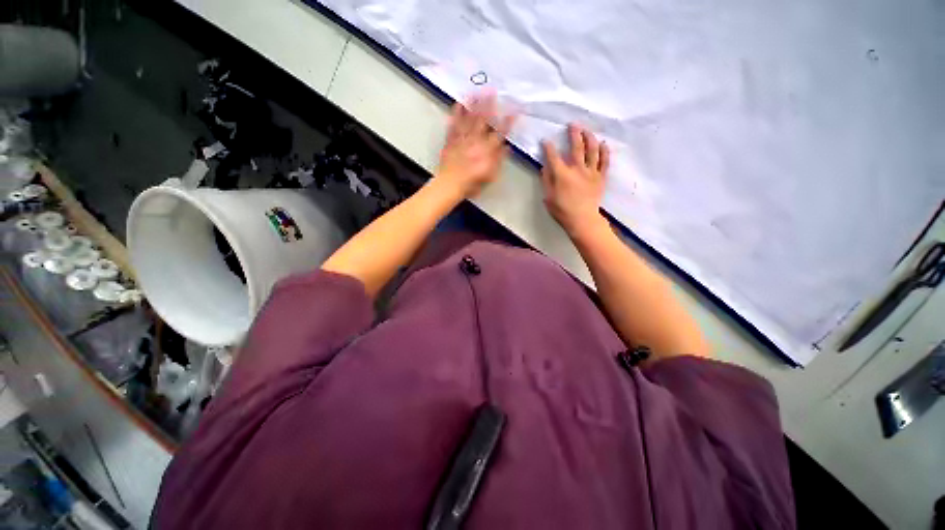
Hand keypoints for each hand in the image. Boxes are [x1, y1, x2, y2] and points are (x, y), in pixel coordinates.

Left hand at [436, 94, 515, 198]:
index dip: (508, 121)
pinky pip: (454, 125)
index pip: (500, 133)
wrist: (450, 185)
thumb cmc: (471, 183)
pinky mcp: (450, 140)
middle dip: (489, 105)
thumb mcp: (490, 176)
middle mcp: (475, 141)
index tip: (515, 109)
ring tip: (477, 91)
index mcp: (486, 150)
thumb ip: (498, 160)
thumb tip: (507, 147)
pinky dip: (456, 114)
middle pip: (484, 121)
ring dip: (473, 105)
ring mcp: (462, 139)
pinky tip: (458, 103)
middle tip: (493, 90)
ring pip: (469, 119)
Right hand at [541, 124, 609, 236]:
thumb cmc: (562, 211)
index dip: (548, 147)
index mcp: (562, 175)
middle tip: (572, 125)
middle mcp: (578, 169)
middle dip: (574, 134)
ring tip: (587, 130)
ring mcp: (591, 172)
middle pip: (577, 147)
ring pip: (593, 150)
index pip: (554, 156)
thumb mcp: (548, 197)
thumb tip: (545, 167)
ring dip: (590, 137)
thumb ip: (546, 180)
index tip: (545, 141)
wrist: (582, 220)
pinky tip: (603, 143)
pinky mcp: (601, 177)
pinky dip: (604, 151)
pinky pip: (605, 161)